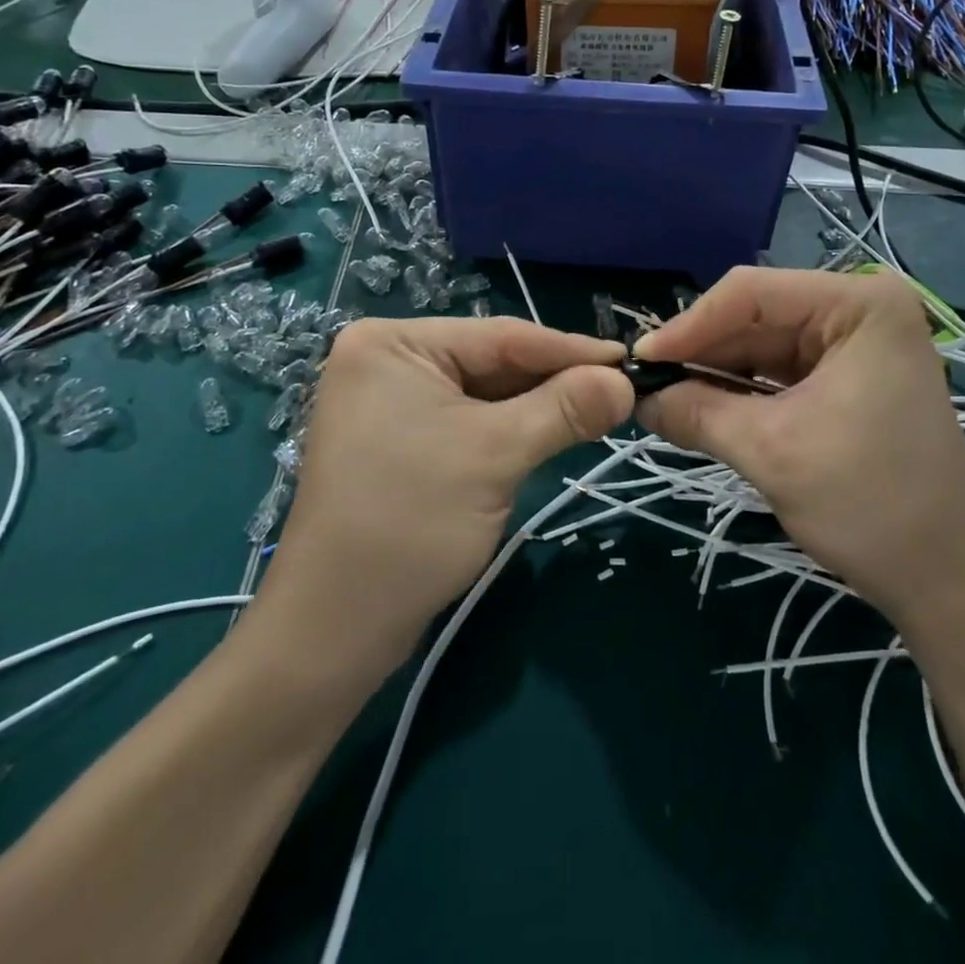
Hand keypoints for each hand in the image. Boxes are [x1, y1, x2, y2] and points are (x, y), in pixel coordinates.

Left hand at [257, 317, 632, 683]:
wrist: (335, 627)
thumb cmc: (410, 521)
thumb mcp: (496, 453)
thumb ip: (565, 408)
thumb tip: (625, 382)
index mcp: (393, 343)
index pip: (501, 336)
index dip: (570, 349)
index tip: (629, 361)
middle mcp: (387, 360)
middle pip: (493, 361)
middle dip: (555, 380)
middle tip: (620, 390)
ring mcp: (390, 403)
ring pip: (485, 394)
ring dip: (538, 407)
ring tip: (599, 410)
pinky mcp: (400, 441)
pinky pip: (469, 421)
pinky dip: (512, 429)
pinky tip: (552, 432)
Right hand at [634, 267, 964, 626]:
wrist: (949, 583)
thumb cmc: (869, 505)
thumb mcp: (770, 451)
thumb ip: (695, 413)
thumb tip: (637, 399)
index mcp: (859, 305)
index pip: (751, 293)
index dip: (689, 325)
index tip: (640, 363)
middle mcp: (860, 310)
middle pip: (756, 316)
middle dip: (701, 353)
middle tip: (646, 386)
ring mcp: (858, 345)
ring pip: (763, 346)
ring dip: (715, 374)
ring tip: (665, 401)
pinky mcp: (850, 380)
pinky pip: (781, 373)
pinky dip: (741, 392)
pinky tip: (703, 409)